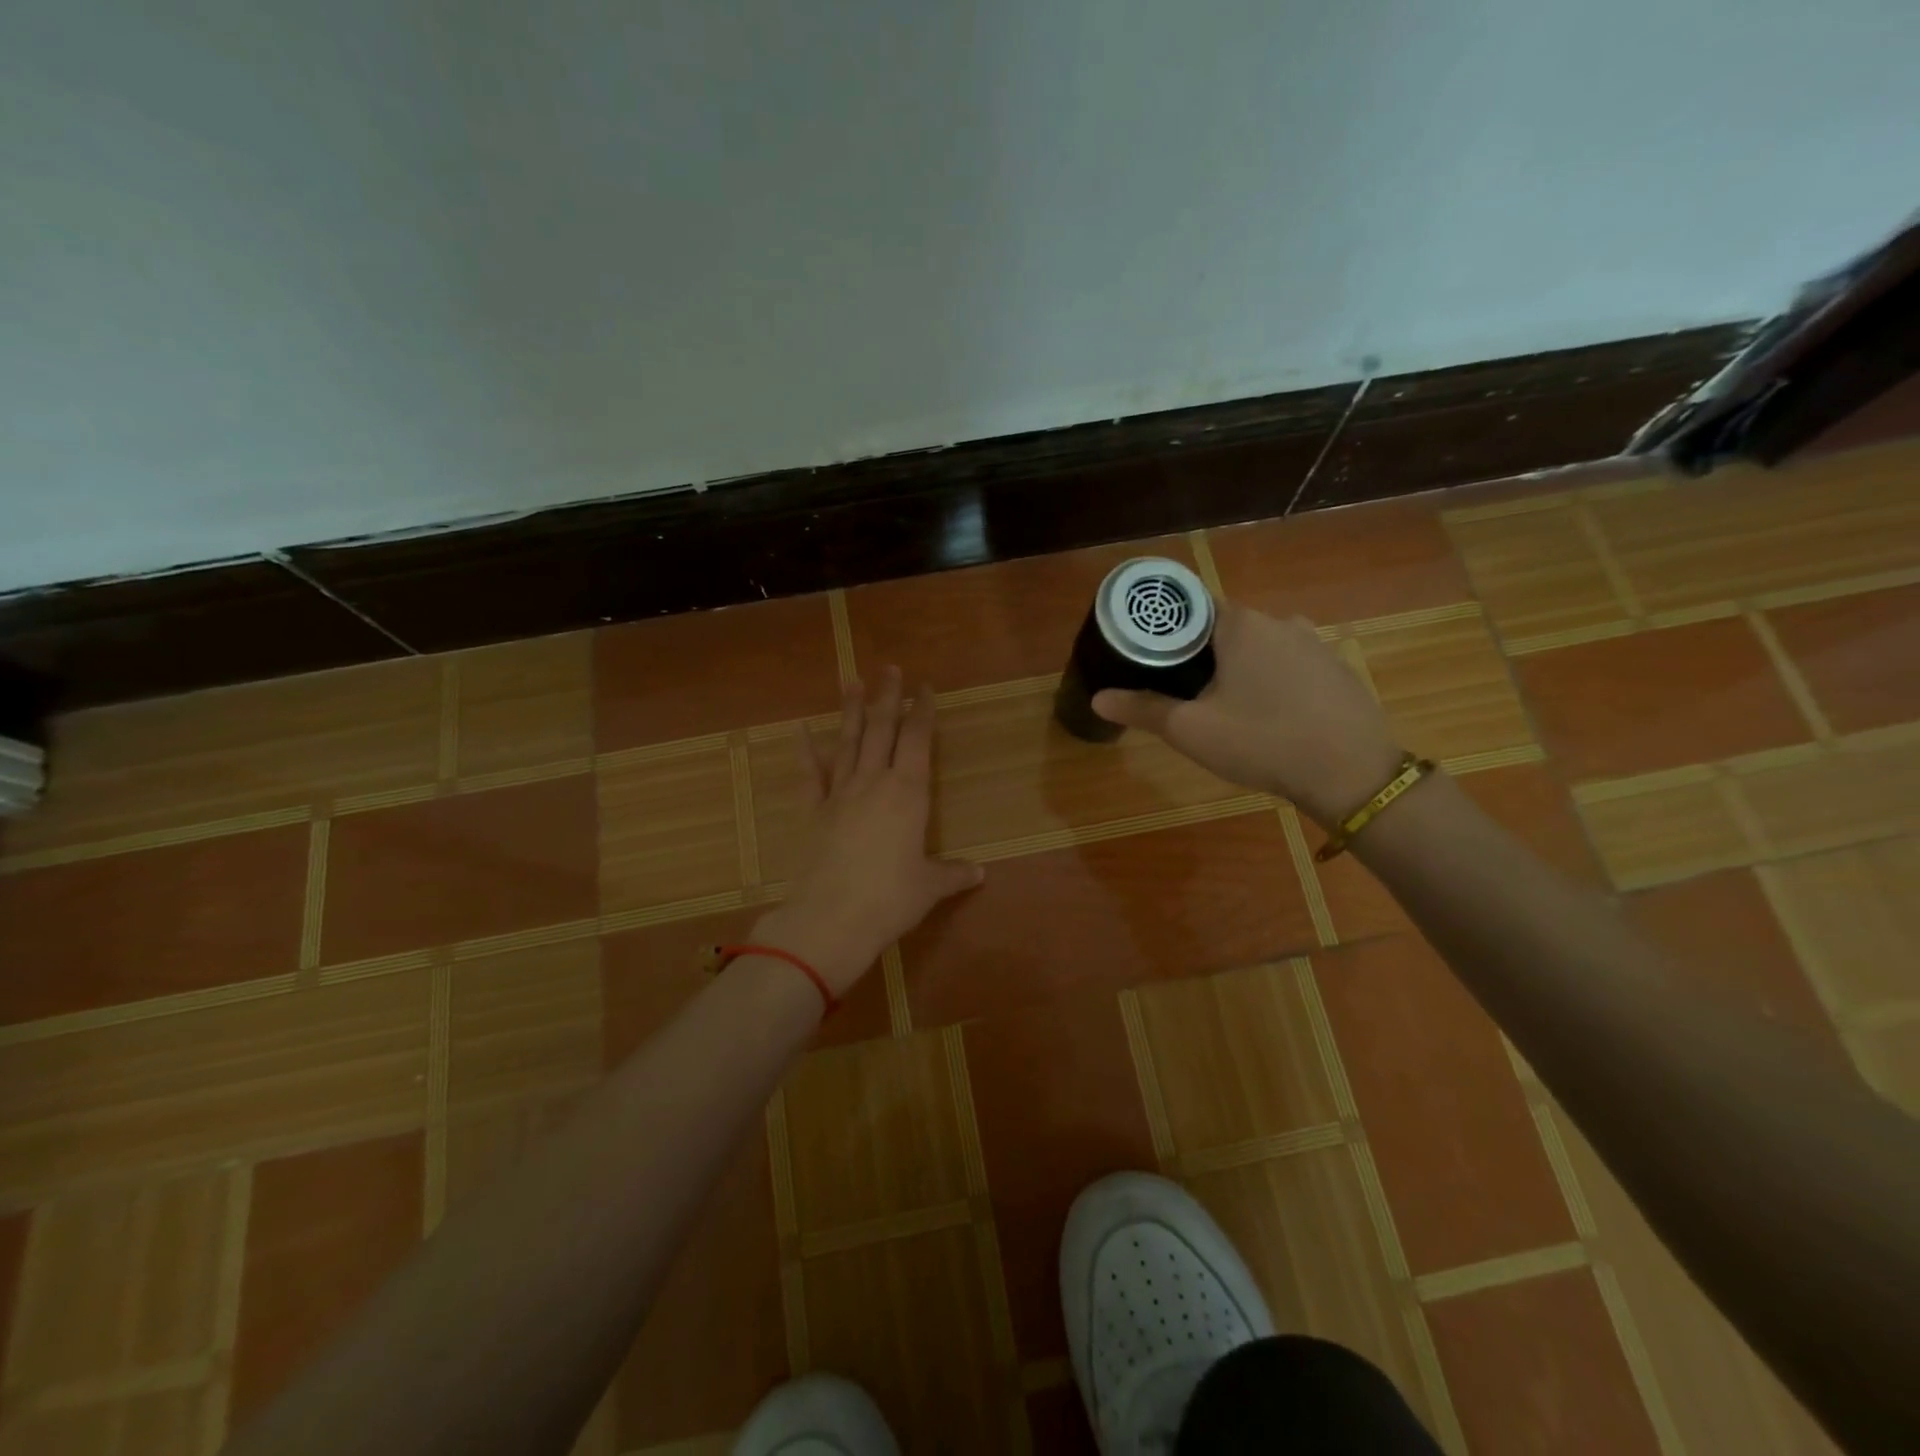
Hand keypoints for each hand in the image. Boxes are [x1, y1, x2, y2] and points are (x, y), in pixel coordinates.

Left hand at [754, 667, 983, 995]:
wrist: (831, 918)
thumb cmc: (890, 898)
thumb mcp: (929, 886)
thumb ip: (953, 874)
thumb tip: (978, 873)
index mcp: (908, 793)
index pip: (918, 741)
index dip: (922, 712)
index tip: (924, 688)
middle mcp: (874, 783)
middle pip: (882, 730)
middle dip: (887, 697)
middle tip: (889, 668)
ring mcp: (840, 794)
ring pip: (848, 742)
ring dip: (851, 711)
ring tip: (851, 681)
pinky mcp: (814, 811)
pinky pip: (810, 775)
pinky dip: (806, 752)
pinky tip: (802, 731)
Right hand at [1092, 604, 1406, 826]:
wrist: (1353, 773)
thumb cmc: (1262, 741)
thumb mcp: (1191, 730)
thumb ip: (1142, 710)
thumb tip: (1097, 698)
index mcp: (1240, 624)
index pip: (1191, 608)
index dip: (1166, 630)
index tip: (1148, 655)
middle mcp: (1280, 622)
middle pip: (1224, 627)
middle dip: (1200, 653)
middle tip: (1178, 689)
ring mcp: (1315, 644)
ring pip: (1260, 647)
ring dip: (1238, 667)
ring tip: (1222, 705)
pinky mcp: (1337, 670)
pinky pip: (1290, 665)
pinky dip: (1272, 681)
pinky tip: (1268, 716)